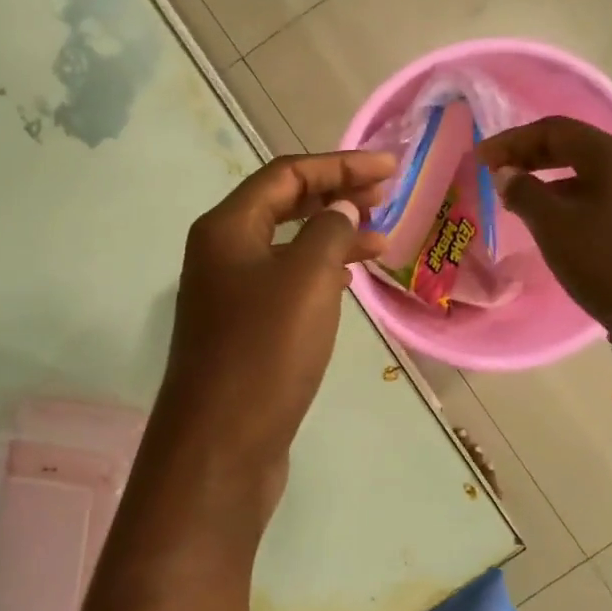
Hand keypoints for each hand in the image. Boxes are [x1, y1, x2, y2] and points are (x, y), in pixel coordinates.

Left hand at [144, 150, 395, 535]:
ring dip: (331, 236)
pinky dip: (318, 273)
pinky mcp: (242, 332)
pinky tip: (346, 282)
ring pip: (286, 247)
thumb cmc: (265, 352)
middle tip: (386, 199)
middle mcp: (220, 254)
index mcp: (226, 228)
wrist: (221, 445)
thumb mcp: (307, 278)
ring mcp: (228, 295)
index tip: (391, 169)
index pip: (287, 175)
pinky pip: (285, 283)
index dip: (341, 165)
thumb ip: (330, 231)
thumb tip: (342, 211)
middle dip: (336, 195)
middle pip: (283, 205)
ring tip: (379, 241)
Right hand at [477, 116, 611, 326]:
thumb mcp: (552, 224)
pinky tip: (554, 218)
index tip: (481, 157)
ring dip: (549, 177)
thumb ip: (524, 192)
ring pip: (587, 172)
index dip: (512, 141)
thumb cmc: (603, 258)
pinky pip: (601, 194)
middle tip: (497, 170)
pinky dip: (570, 197)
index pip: (553, 130)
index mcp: (609, 154)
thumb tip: (508, 174)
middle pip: (573, 146)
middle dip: (530, 155)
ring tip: (519, 196)